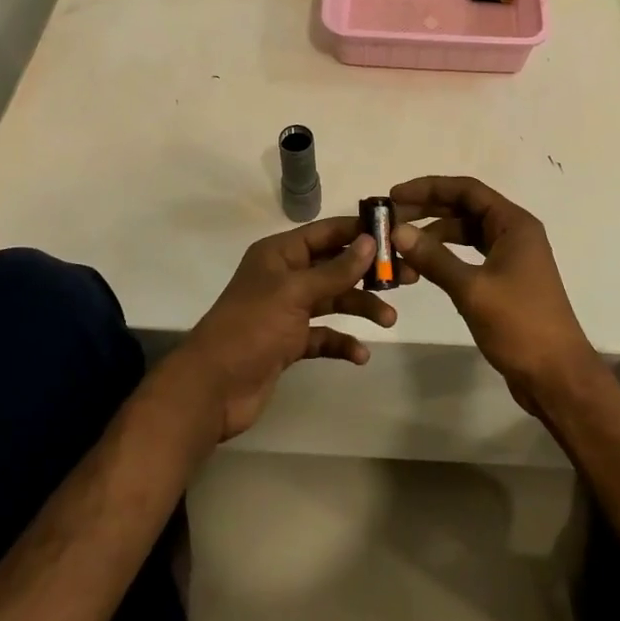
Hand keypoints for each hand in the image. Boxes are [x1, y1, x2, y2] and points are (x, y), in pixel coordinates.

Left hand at [171, 217, 396, 441]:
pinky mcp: (289, 343)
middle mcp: (285, 277)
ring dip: (360, 307)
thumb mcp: (295, 293)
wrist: (212, 389)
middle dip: (368, 272)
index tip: (395, 233)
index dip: (359, 231)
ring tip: (389, 320)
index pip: (326, 233)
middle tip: (407, 278)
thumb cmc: (251, 329)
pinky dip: (342, 342)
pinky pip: (324, 336)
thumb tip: (369, 241)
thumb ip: (335, 270)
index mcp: (279, 254)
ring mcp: (287, 311)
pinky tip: (360, 354)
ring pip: (333, 300)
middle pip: (334, 266)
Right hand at [388, 176, 600, 415]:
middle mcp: (514, 233)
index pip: (467, 190)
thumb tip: (397, 231)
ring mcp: (511, 257)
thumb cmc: (520, 325)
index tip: (394, 195)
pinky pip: (470, 256)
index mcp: (514, 224)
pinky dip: (446, 257)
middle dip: (427, 210)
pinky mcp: (505, 280)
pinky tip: (422, 267)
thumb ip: (434, 258)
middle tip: (390, 218)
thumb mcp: (472, 289)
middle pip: (465, 208)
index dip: (429, 188)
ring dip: (434, 235)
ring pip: (466, 233)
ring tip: (400, 245)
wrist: (557, 376)